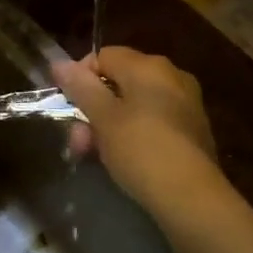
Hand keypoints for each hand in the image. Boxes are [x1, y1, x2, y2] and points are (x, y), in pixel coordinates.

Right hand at [53, 47, 223, 216]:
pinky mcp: (193, 130)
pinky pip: (154, 122)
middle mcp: (172, 76)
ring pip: (135, 105)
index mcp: (149, 66)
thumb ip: (81, 87)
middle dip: (93, 109)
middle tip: (78, 142)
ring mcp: (186, 103)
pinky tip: (123, 160)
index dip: (80, 77)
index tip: (68, 107)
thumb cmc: (142, 150)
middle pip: (119, 82)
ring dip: (109, 126)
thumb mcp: (103, 119)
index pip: (104, 56)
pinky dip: (134, 135)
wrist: (192, 197)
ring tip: (95, 156)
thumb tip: (60, 63)